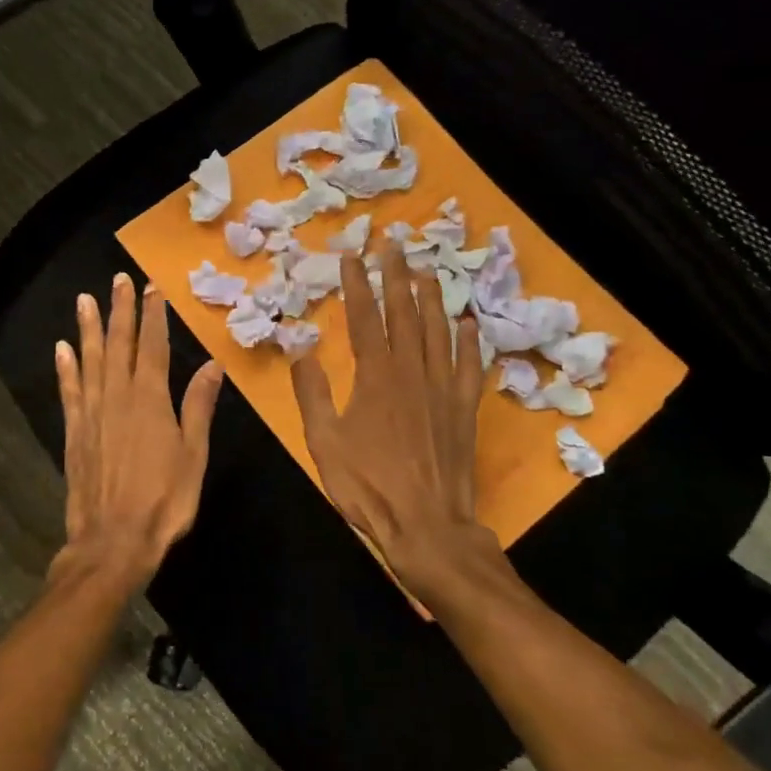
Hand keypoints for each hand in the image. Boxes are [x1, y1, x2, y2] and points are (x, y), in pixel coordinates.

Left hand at [55, 274, 223, 587]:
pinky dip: (66, 368)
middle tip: (117, 280)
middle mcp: (117, 397)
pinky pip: (69, 392)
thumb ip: (198, 407)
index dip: (152, 316)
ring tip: (85, 300)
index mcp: (150, 400)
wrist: (112, 542)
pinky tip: (63, 349)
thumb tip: (211, 365)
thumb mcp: (193, 455)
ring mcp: (92, 414)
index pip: (152, 347)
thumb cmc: (163, 502)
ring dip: (89, 329)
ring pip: (90, 361)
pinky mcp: (75, 433)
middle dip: (120, 311)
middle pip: (118, 345)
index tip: (151, 288)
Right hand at [290, 239, 501, 598]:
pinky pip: (469, 364)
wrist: (427, 525)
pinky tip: (468, 321)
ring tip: (426, 268)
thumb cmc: (368, 485)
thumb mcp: (323, 441)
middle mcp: (412, 371)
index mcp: (375, 376)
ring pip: (438, 330)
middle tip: (394, 244)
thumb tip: (301, 348)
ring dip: (431, 296)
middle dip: (396, 276)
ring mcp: (443, 387)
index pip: (364, 318)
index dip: (357, 284)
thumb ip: (311, 392)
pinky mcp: (465, 407)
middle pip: (404, 313)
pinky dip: (469, 340)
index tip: (352, 255)